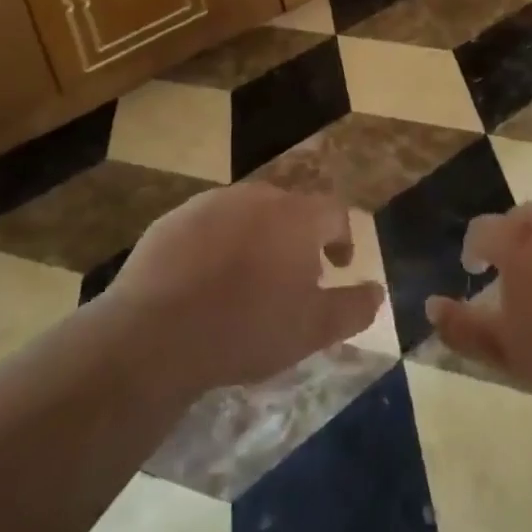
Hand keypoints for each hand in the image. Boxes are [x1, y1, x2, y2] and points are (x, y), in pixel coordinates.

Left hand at [110, 183, 383, 393]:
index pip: (334, 213)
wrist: (155, 335)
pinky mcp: (172, 220)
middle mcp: (256, 197)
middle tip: (293, 277)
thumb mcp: (313, 330)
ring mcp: (210, 204)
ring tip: (248, 280)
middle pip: (289, 209)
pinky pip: (207, 226)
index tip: (338, 265)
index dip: (341, 238)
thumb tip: (377, 291)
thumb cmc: (246, 329)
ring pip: (246, 215)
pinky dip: (216, 245)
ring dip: (257, 238)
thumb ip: (354, 307)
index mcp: (296, 216)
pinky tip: (205, 281)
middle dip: (298, 238)